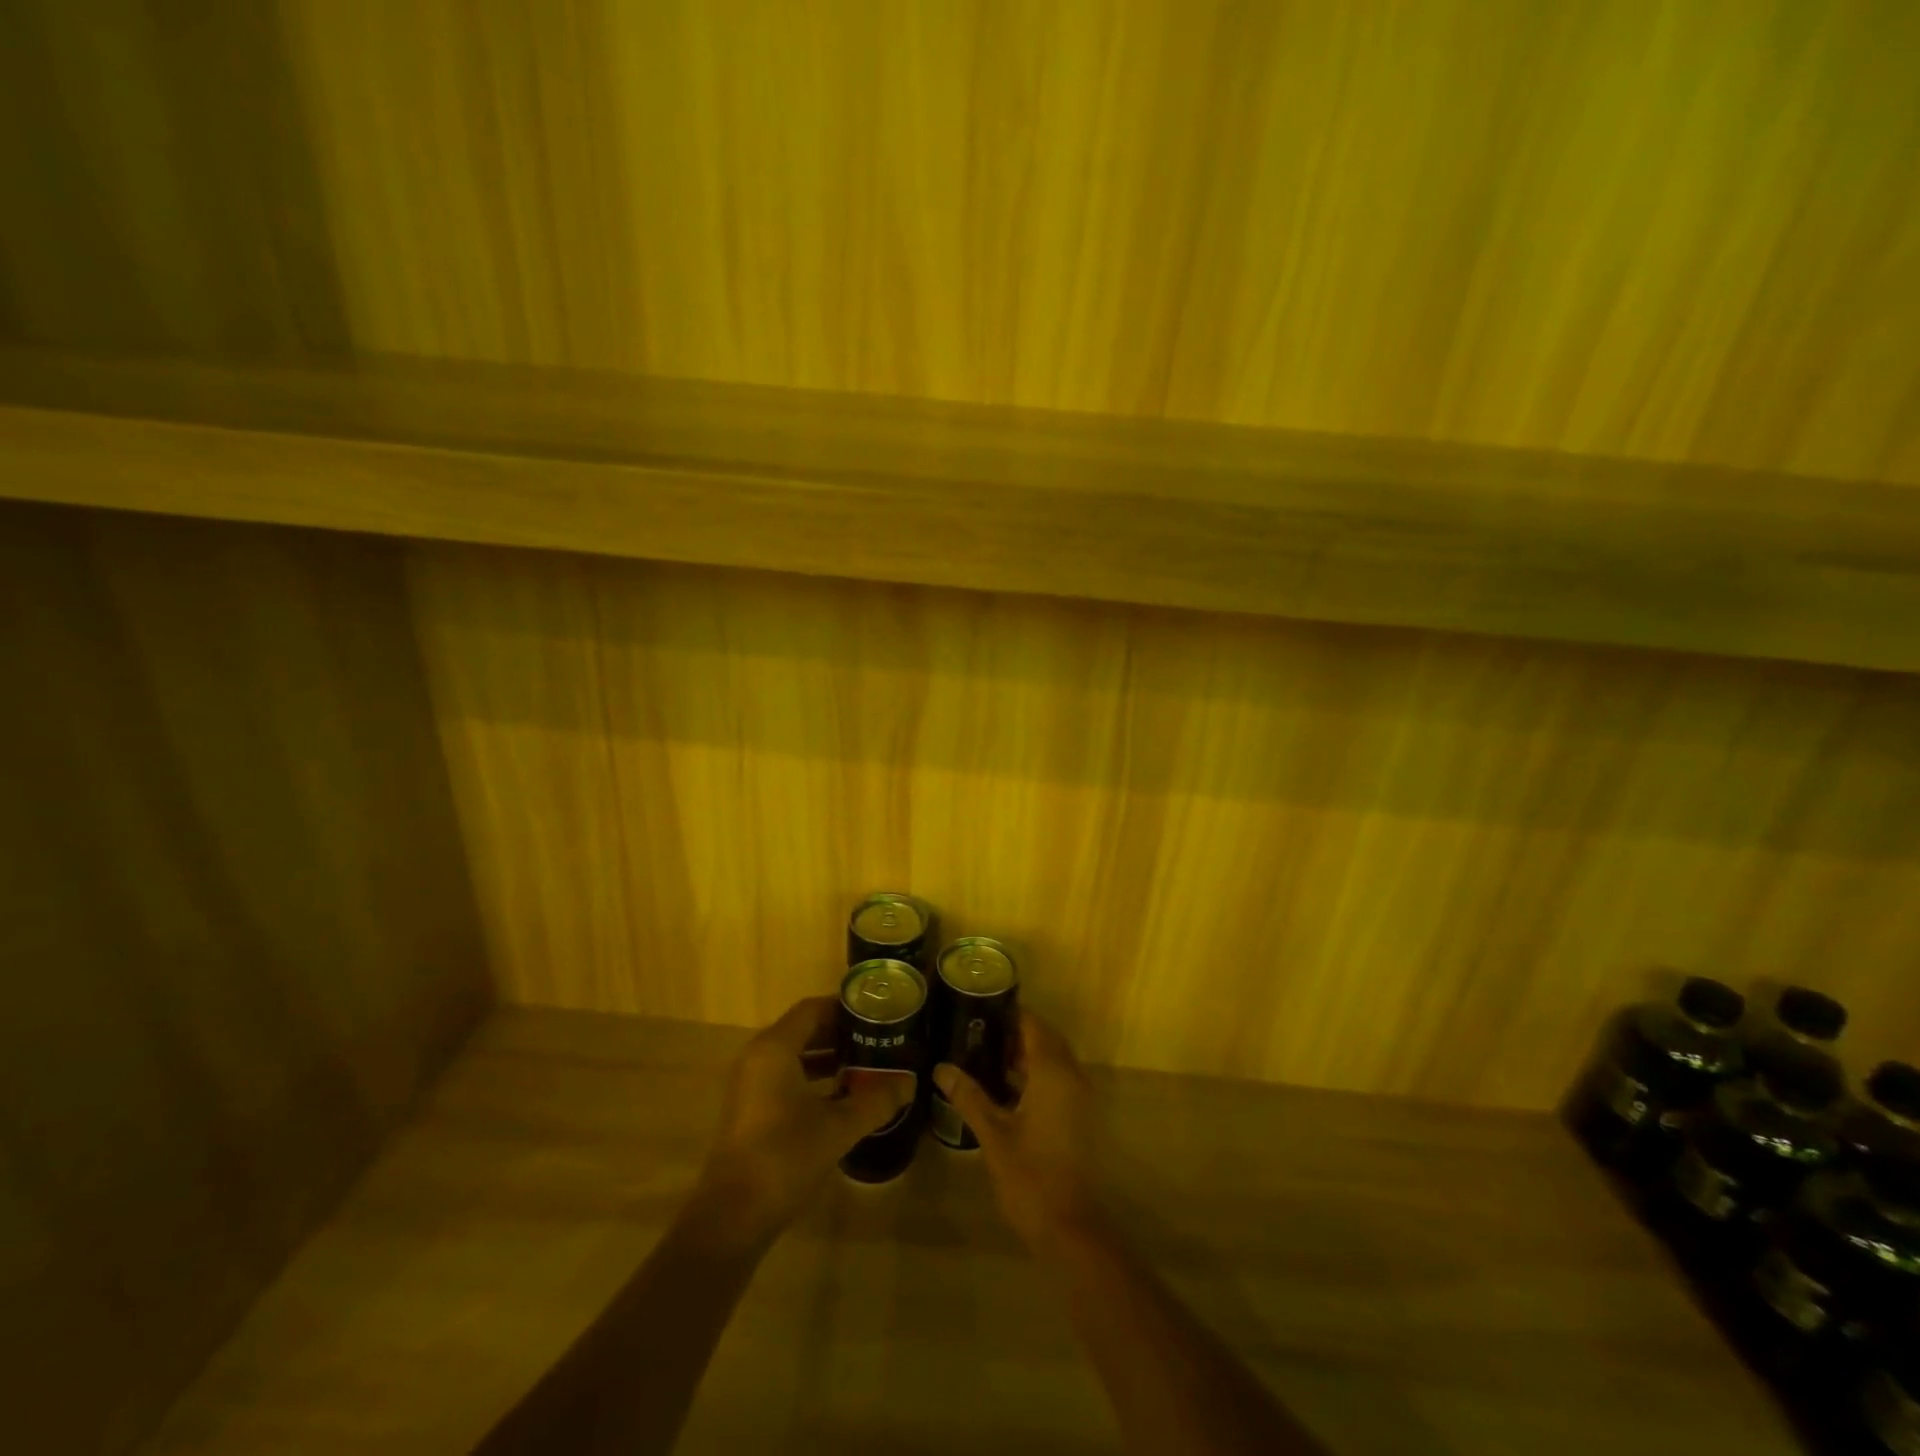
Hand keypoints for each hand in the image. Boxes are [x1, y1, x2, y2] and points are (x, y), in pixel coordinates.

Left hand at [695, 996, 909, 1242]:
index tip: (877, 1013)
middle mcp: (758, 1057)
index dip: (845, 1007)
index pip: (813, 1009)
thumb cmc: (785, 1157)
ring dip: (828, 1057)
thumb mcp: (838, 1127)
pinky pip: (786, 1077)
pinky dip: (813, 1078)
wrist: (732, 1218)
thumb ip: (876, 1100)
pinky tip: (842, 1096)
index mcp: (775, 1048)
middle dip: (840, 1032)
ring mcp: (751, 1085)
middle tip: (878, 1036)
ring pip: (795, 1056)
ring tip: (866, 1063)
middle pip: (803, 1030)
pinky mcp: (750, 1110)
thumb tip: (910, 1083)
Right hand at [934, 1009, 1103, 1249]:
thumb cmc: (1030, 1177)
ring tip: (984, 1055)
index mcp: (1053, 1073)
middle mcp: (1073, 1077)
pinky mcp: (1080, 1118)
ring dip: (1025, 1055)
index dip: (1010, 1012)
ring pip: (1053, 1060)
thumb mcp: (993, 1134)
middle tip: (977, 1030)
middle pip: (1046, 1039)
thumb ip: (968, 1096)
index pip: (1034, 1025)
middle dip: (1015, 1032)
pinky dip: (1036, 1075)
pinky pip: (1059, 1080)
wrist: (1070, 1229)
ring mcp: (1080, 1098)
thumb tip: (941, 1067)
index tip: (980, 1006)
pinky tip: (1005, 1088)